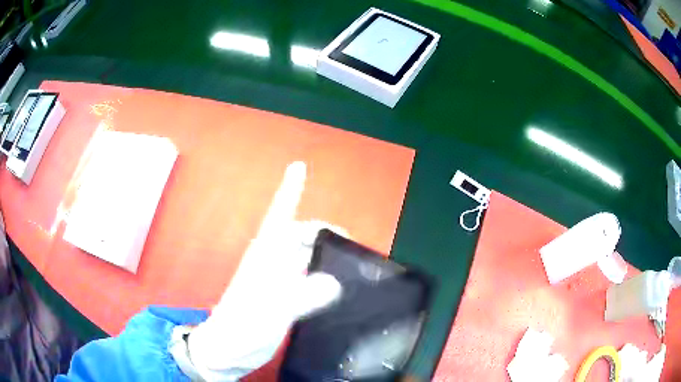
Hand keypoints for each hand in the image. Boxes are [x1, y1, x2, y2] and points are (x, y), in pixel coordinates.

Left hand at [186, 161, 344, 380]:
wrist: (227, 352)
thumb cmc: (240, 328)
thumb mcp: (269, 311)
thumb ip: (300, 296)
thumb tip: (334, 283)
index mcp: (265, 257)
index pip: (280, 216)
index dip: (289, 190)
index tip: (299, 168)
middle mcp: (273, 265)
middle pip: (301, 237)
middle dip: (324, 233)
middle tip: (351, 245)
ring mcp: (279, 283)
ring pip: (307, 259)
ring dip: (326, 255)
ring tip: (351, 263)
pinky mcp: (285, 301)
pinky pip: (310, 282)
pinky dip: (324, 279)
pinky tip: (338, 287)